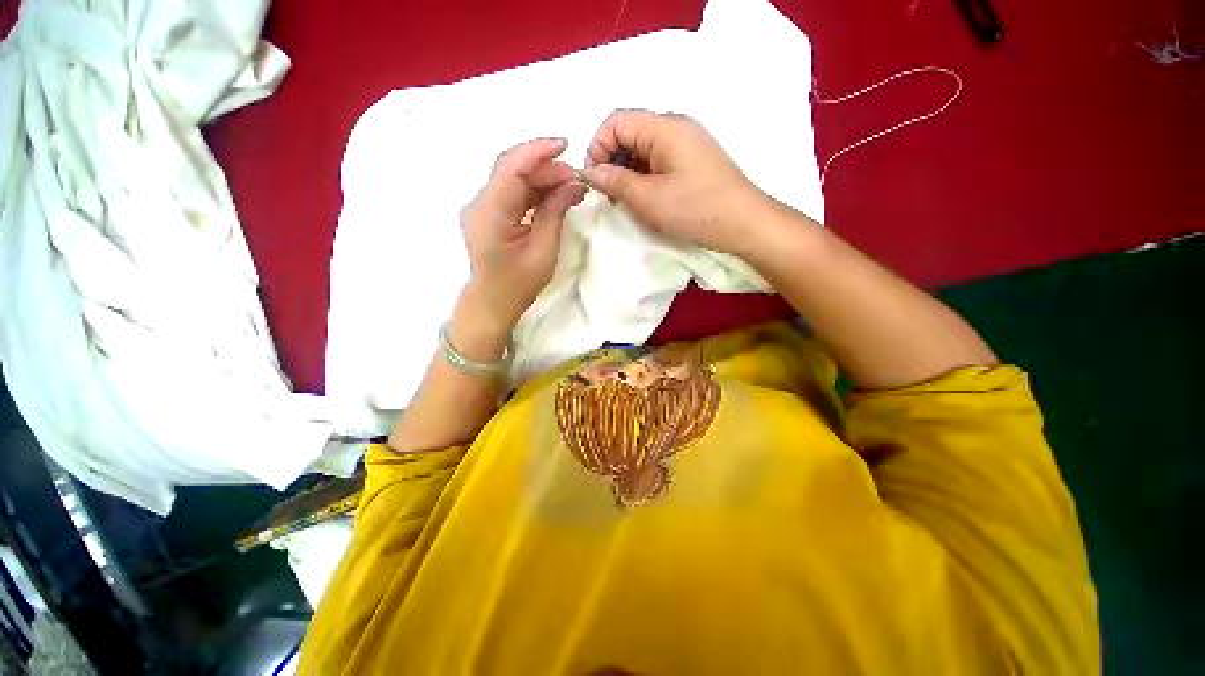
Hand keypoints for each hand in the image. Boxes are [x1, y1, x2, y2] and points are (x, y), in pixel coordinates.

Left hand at [459, 137, 585, 338]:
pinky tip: (554, 196)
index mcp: (490, 213)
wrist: (492, 302)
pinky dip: (533, 191)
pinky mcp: (488, 212)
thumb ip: (555, 212)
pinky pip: (512, 192)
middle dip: (546, 168)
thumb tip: (574, 183)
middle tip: (576, 180)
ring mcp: (481, 207)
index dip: (539, 151)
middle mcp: (480, 203)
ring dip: (542, 179)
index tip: (566, 145)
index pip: (512, 167)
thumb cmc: (518, 284)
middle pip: (512, 169)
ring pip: (513, 179)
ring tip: (571, 188)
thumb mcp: (544, 250)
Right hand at [579, 110, 770, 255]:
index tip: (595, 180)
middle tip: (611, 196)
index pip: (616, 121)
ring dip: (629, 173)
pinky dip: (646, 177)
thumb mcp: (649, 199)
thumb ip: (614, 181)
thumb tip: (588, 171)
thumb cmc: (695, 209)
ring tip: (630, 202)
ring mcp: (687, 143)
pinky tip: (649, 200)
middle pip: (630, 133)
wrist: (745, 224)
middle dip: (613, 162)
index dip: (598, 147)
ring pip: (644, 150)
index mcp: (664, 127)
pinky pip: (660, 161)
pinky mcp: (694, 160)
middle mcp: (676, 126)